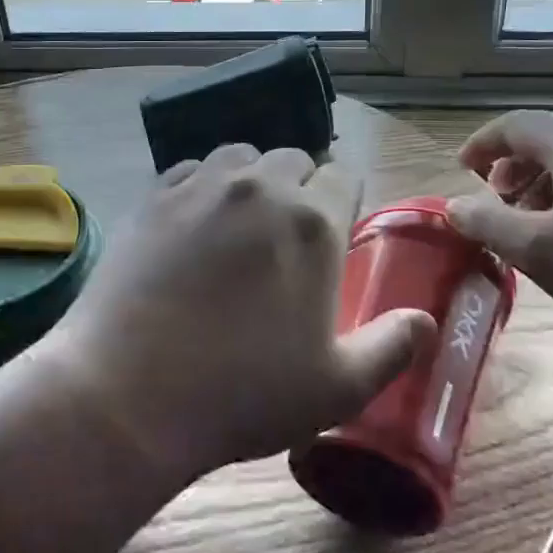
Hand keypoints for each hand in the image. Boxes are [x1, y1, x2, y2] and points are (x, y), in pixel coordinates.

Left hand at [47, 144, 434, 485]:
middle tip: (285, 239)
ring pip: (240, 156)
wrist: (129, 395)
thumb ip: (392, 347)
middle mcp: (259, 188)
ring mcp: (200, 187)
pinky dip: (201, 186)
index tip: (331, 238)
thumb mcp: (337, 388)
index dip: (341, 204)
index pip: (342, 178)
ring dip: (251, 180)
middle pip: (293, 160)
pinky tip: (192, 224)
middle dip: (298, 189)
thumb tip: (424, 319)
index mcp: (312, 222)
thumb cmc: (243, 396)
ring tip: (240, 224)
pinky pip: (190, 170)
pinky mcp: (152, 197)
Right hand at [444, 111, 552, 333]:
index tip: (462, 169)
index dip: (481, 144)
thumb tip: (453, 206)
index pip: (513, 125)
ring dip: (546, 185)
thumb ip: (487, 224)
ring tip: (536, 225)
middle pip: (549, 139)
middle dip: (513, 167)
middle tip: (496, 200)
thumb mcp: (540, 250)